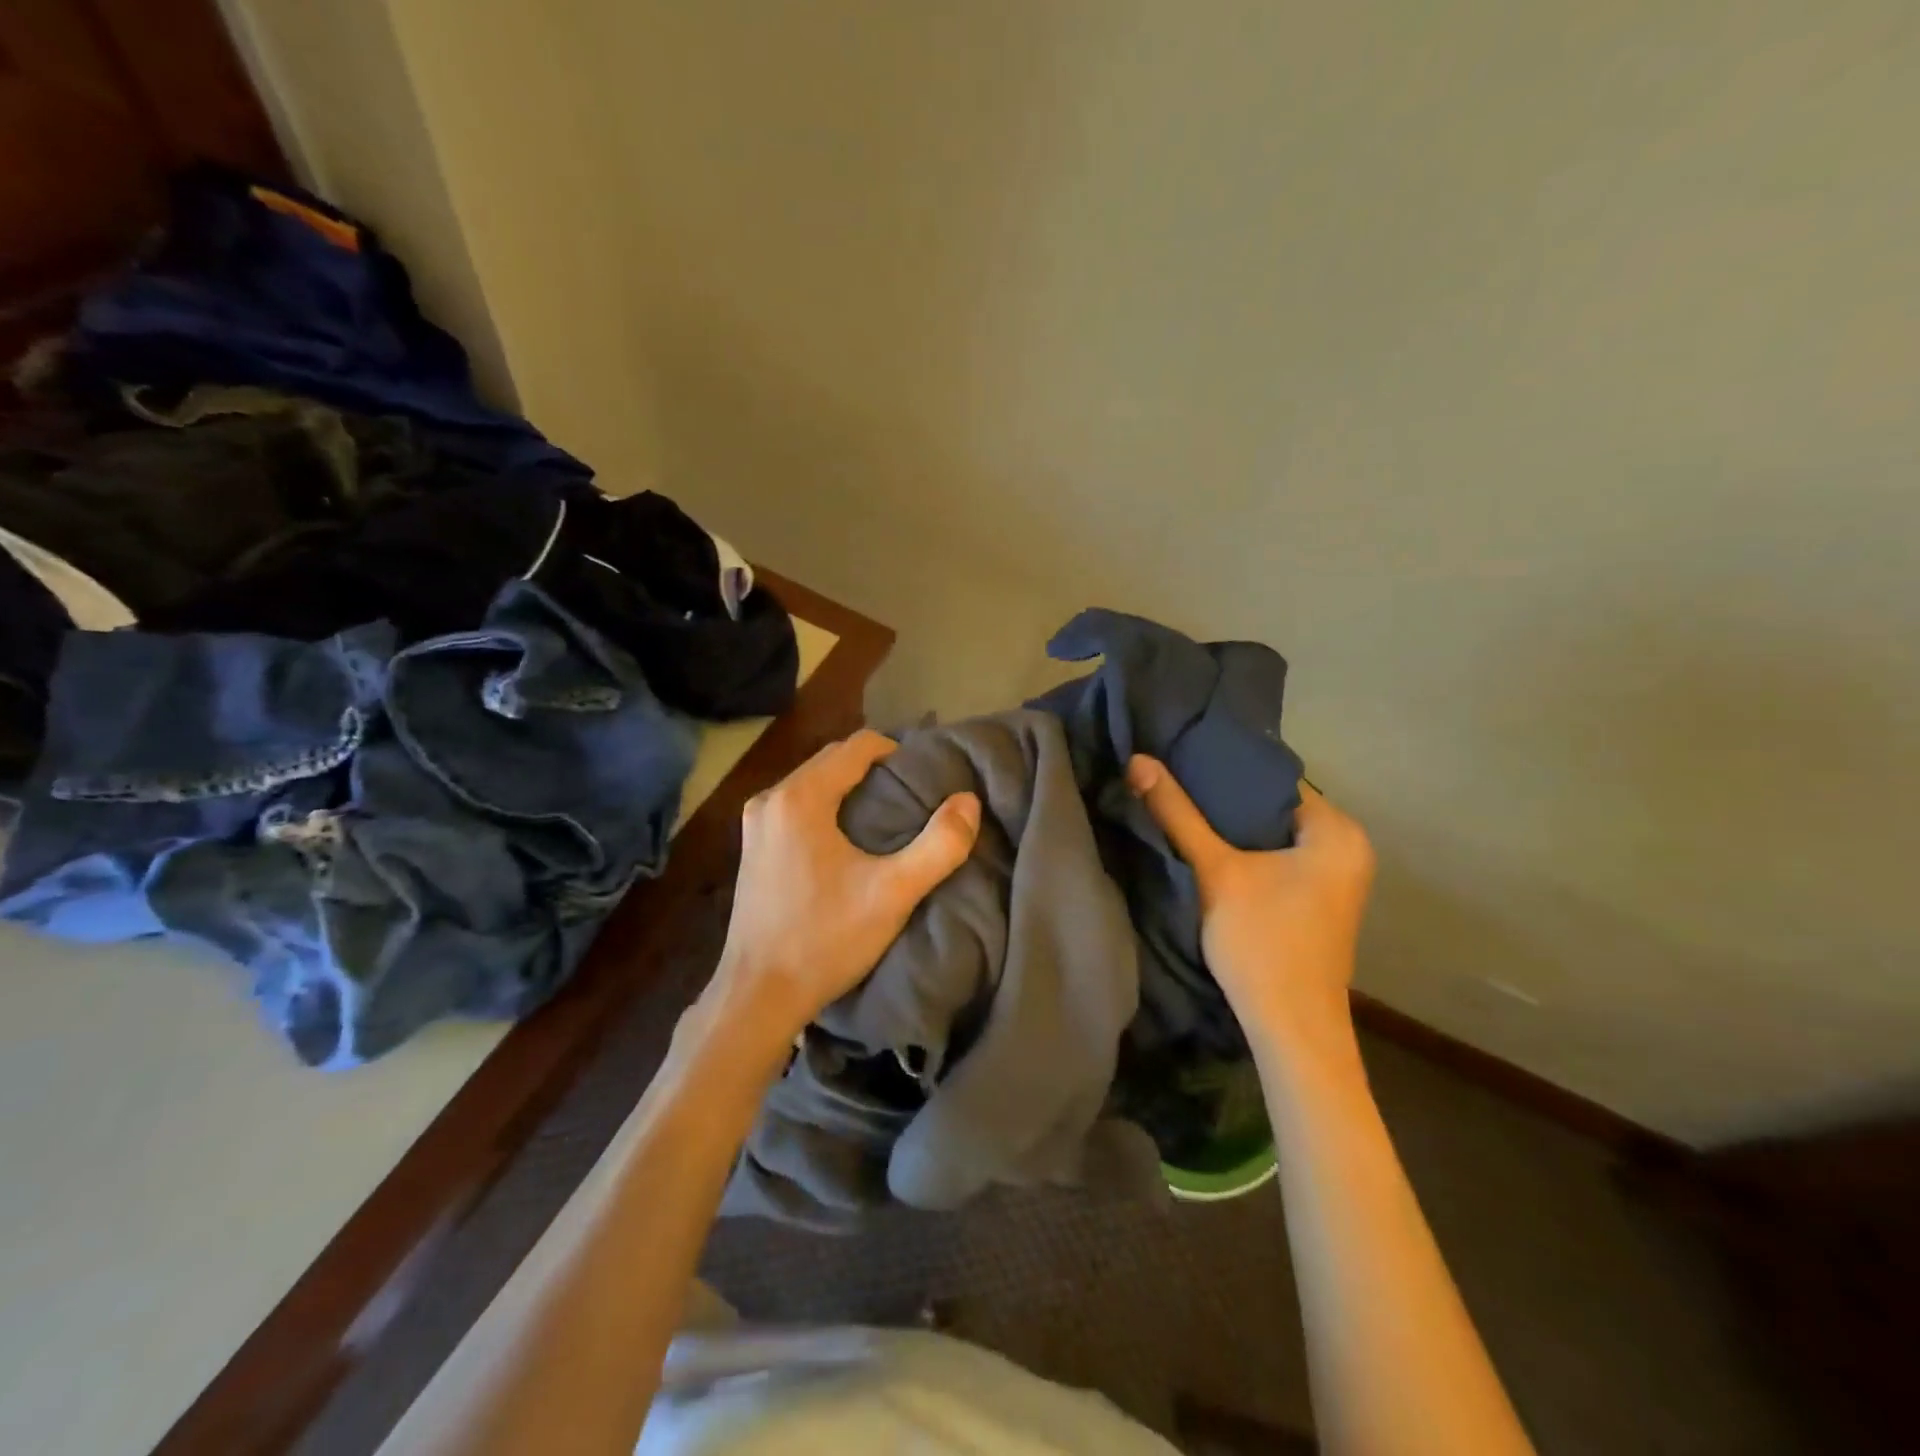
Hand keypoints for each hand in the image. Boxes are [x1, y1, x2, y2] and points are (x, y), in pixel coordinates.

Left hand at [692, 730, 981, 1072]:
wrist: (757, 996)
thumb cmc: (825, 939)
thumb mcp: (893, 893)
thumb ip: (939, 845)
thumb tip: (968, 801)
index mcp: (800, 797)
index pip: (857, 746)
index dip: (897, 752)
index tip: (925, 778)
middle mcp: (771, 799)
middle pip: (833, 760)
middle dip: (875, 769)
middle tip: (913, 796)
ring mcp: (755, 823)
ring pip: (814, 783)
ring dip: (850, 788)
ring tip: (888, 817)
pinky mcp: (752, 847)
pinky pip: (797, 806)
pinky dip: (827, 808)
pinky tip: (849, 841)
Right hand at [1126, 756, 1374, 1060]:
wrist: (1290, 1027)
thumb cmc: (1261, 942)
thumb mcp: (1215, 871)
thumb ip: (1178, 813)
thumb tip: (1138, 761)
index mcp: (1337, 832)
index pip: (1274, 777)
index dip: (1226, 767)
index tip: (1182, 758)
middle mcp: (1347, 848)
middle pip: (1273, 805)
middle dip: (1225, 797)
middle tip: (1175, 780)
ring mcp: (1336, 877)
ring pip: (1273, 833)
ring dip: (1233, 826)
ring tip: (1184, 805)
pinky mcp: (1318, 900)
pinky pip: (1278, 856)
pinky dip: (1246, 850)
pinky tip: (1209, 845)